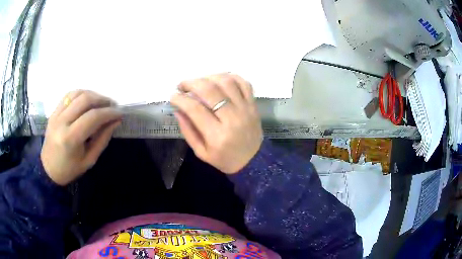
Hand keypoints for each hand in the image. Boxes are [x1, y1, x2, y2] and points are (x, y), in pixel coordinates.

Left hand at [41, 90, 122, 185]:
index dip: (108, 113)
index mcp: (70, 139)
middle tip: (112, 106)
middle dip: (102, 100)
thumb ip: (102, 139)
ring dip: (92, 94)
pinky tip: (87, 100)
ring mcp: (56, 114)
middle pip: (85, 100)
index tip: (119, 113)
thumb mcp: (89, 160)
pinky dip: (81, 94)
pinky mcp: (54, 111)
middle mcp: (62, 122)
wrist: (48, 169)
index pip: (92, 117)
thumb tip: (115, 121)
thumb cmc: (70, 169)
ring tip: (101, 102)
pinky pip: (68, 95)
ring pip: (77, 94)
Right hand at [171, 73, 262, 173]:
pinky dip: (230, 76)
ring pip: (226, 82)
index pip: (195, 109)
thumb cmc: (224, 159)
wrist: (252, 161)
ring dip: (209, 77)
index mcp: (217, 135)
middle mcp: (232, 119)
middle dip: (191, 83)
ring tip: (200, 82)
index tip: (173, 96)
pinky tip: (219, 80)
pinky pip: (244, 83)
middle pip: (210, 90)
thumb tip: (178, 109)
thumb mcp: (201, 152)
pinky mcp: (253, 105)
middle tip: (182, 85)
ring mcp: (245, 109)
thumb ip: (188, 131)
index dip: (180, 99)